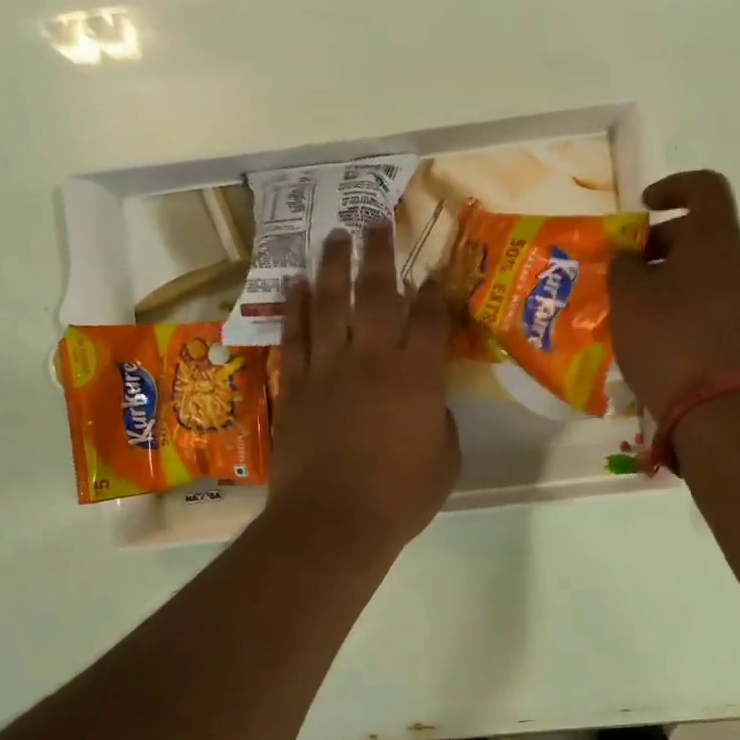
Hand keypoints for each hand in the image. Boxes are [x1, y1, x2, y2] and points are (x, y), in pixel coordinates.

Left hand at [266, 224, 459, 551]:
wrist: (334, 520)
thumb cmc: (401, 496)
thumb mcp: (445, 459)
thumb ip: (440, 420)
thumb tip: (428, 403)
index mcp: (419, 375)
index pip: (430, 318)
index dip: (434, 291)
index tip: (432, 272)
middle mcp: (374, 357)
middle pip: (377, 292)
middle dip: (379, 252)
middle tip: (375, 219)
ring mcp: (329, 367)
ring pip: (330, 302)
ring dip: (332, 265)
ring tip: (335, 235)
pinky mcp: (296, 384)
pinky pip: (295, 334)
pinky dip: (294, 307)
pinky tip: (295, 283)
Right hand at [608, 170, 739, 420]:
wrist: (713, 407)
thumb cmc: (666, 339)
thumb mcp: (627, 296)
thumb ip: (623, 263)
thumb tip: (629, 255)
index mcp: (715, 240)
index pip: (705, 187)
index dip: (672, 186)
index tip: (642, 207)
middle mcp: (739, 262)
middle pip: (701, 231)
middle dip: (659, 240)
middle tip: (626, 266)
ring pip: (704, 267)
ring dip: (667, 273)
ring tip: (632, 302)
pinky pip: (709, 297)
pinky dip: (681, 298)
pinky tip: (652, 328)